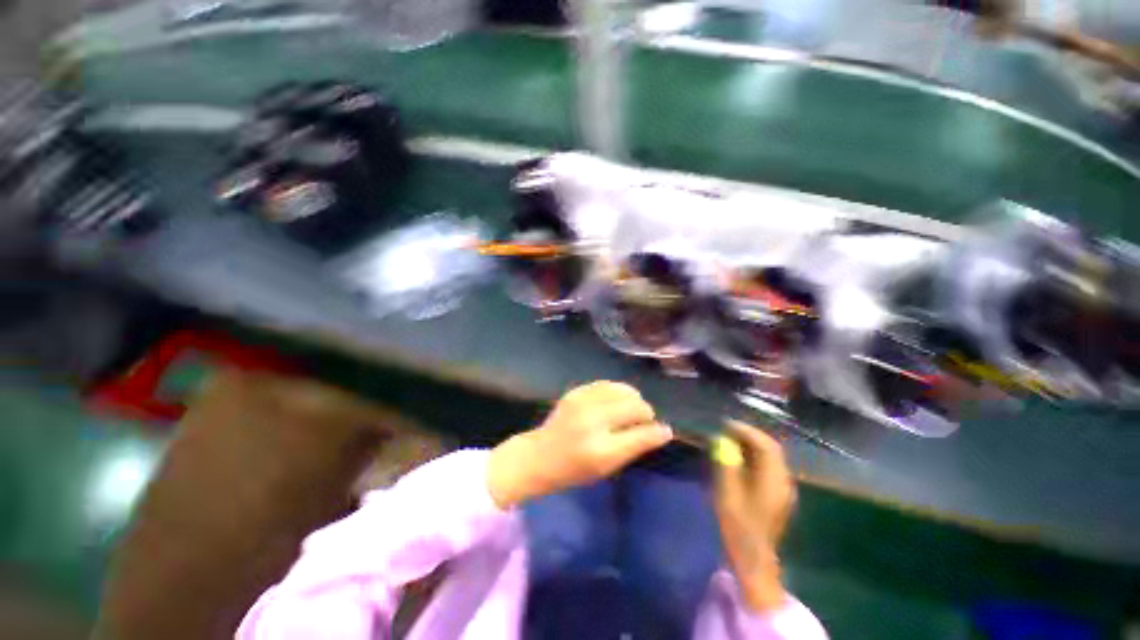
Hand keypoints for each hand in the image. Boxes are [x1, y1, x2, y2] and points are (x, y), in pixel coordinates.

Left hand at [487, 381, 672, 508]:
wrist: (540, 455)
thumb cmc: (575, 469)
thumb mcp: (607, 467)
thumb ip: (635, 447)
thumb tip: (663, 431)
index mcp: (601, 449)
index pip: (641, 434)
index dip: (657, 431)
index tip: (664, 430)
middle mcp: (592, 420)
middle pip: (634, 405)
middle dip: (645, 412)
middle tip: (642, 421)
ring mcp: (582, 401)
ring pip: (623, 389)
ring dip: (633, 398)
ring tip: (630, 409)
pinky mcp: (576, 391)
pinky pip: (607, 384)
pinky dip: (617, 391)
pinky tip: (615, 401)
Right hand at [713, 420, 796, 612]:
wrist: (753, 558)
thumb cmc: (738, 525)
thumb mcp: (727, 492)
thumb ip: (726, 463)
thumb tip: (722, 440)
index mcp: (774, 480)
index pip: (765, 445)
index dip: (746, 431)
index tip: (725, 424)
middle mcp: (784, 481)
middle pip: (771, 449)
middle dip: (749, 435)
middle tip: (726, 430)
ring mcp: (783, 489)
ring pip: (770, 457)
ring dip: (752, 445)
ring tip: (729, 440)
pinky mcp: (778, 495)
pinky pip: (768, 467)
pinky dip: (754, 456)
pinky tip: (739, 458)